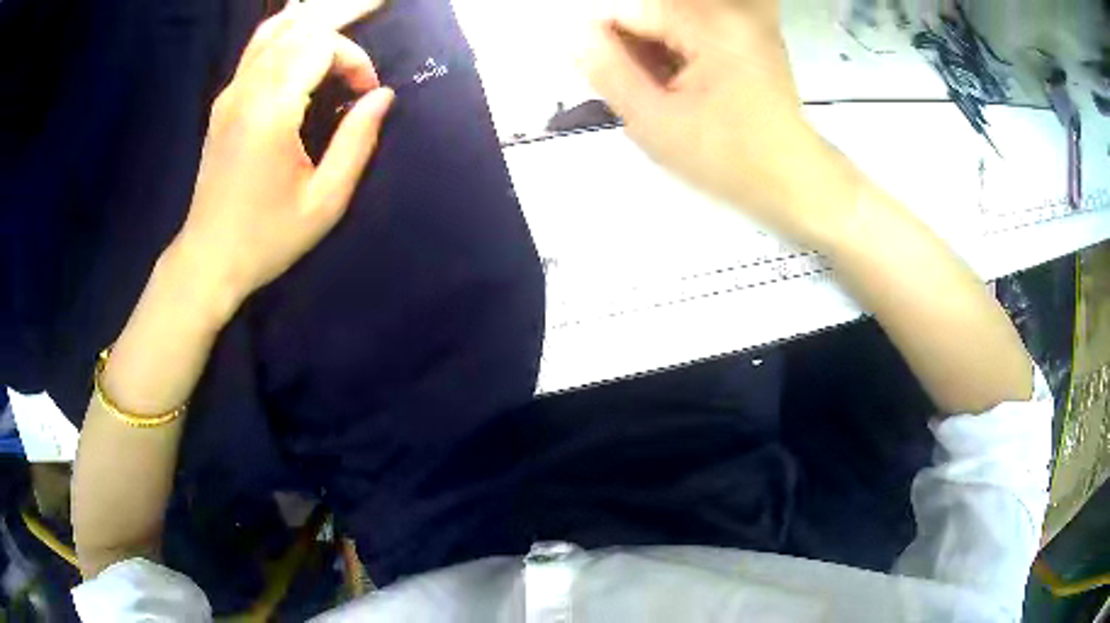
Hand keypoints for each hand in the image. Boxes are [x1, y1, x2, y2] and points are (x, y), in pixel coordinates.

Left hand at [174, 0, 393, 319]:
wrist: (207, 260)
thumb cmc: (267, 239)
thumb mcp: (324, 202)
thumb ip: (357, 142)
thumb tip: (382, 96)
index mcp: (270, 111)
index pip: (320, 47)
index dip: (354, 59)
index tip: (365, 95)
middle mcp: (246, 90)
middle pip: (299, 26)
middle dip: (342, 16)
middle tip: (378, 4)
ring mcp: (230, 93)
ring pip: (275, 29)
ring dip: (314, 18)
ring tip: (347, 14)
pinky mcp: (224, 102)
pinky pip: (258, 48)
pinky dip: (288, 31)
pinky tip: (306, 34)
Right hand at [580, 0, 860, 247]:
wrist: (795, 182)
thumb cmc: (728, 158)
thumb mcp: (654, 120)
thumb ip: (607, 70)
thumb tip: (575, 34)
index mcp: (709, 23)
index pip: (629, 7)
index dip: (604, 39)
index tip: (606, 77)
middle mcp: (729, 13)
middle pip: (653, 10)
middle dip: (632, 46)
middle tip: (640, 91)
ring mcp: (744, 25)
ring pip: (672, 23)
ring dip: (653, 52)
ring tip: (664, 95)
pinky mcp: (750, 40)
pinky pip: (696, 33)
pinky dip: (678, 56)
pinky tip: (683, 89)